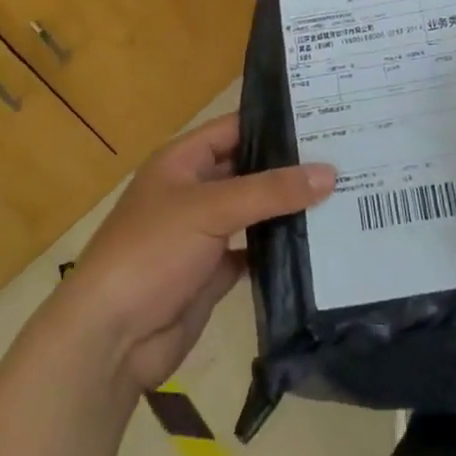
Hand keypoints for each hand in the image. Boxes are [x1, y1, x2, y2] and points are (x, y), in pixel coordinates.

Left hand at [56, 114, 334, 393]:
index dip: (275, 122)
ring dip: (288, 208)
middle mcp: (195, 190)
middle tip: (347, 156)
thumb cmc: (152, 251)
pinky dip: (279, 249)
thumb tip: (330, 172)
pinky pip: (254, 251)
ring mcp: (204, 233)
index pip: (236, 128)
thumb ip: (271, 190)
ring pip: (254, 211)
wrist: (109, 339)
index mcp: (183, 160)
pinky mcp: (213, 272)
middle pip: (249, 169)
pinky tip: (318, 244)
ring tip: (343, 195)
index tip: (326, 116)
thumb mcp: (211, 208)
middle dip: (290, 166)